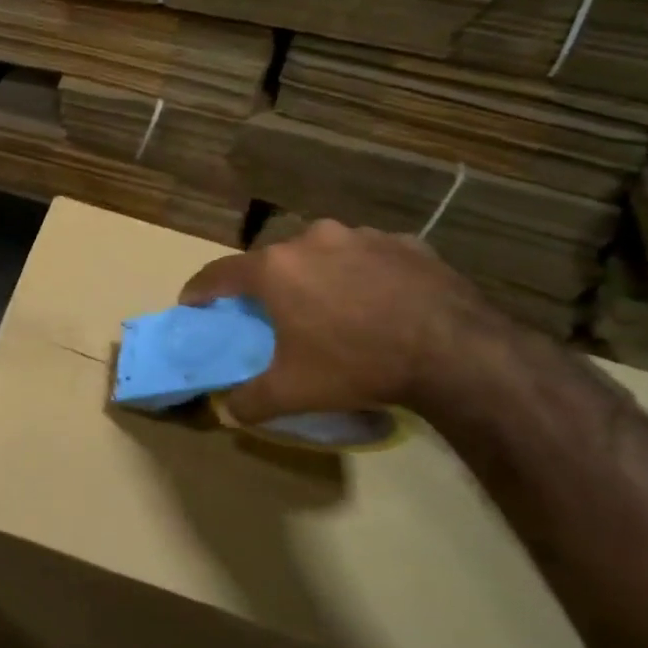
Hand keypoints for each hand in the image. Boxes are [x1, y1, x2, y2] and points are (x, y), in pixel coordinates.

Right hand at [179, 218, 490, 422]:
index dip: (200, 290)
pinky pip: (368, 257)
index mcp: (275, 269)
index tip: (191, 303)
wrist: (455, 352)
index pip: (220, 274)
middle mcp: (312, 239)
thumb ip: (249, 401)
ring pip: (323, 254)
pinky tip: (377, 303)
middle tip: (271, 314)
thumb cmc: (357, 365)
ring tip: (331, 308)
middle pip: (273, 261)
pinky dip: (362, 275)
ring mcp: (362, 236)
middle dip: (266, 285)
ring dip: (317, 276)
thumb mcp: (293, 393)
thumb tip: (227, 411)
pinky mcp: (406, 243)